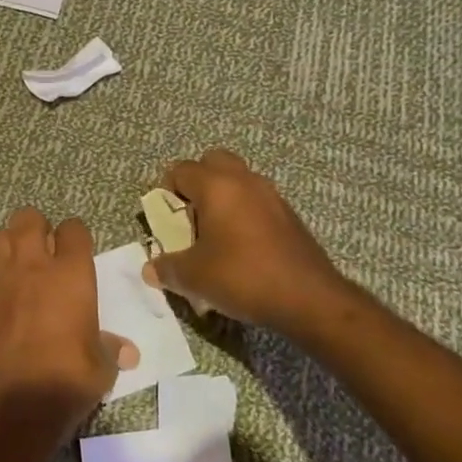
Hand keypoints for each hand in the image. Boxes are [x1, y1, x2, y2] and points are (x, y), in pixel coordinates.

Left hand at [0, 209, 137, 435]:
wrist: (16, 405)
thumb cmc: (68, 380)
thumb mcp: (102, 367)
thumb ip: (110, 349)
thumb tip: (126, 352)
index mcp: (70, 274)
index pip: (73, 229)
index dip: (75, 235)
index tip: (76, 249)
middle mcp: (32, 267)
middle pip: (28, 218)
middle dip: (36, 227)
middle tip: (43, 248)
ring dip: (8, 247)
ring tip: (17, 267)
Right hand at [143, 149, 358, 335]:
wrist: (309, 299)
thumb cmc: (243, 277)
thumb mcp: (194, 277)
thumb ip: (167, 268)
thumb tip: (151, 269)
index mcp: (217, 186)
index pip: (181, 170)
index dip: (166, 191)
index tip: (166, 219)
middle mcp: (245, 180)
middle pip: (213, 162)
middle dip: (197, 183)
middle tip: (190, 216)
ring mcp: (272, 195)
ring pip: (238, 181)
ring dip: (223, 198)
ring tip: (215, 235)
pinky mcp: (289, 215)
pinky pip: (257, 202)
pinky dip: (244, 214)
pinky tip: (242, 249)